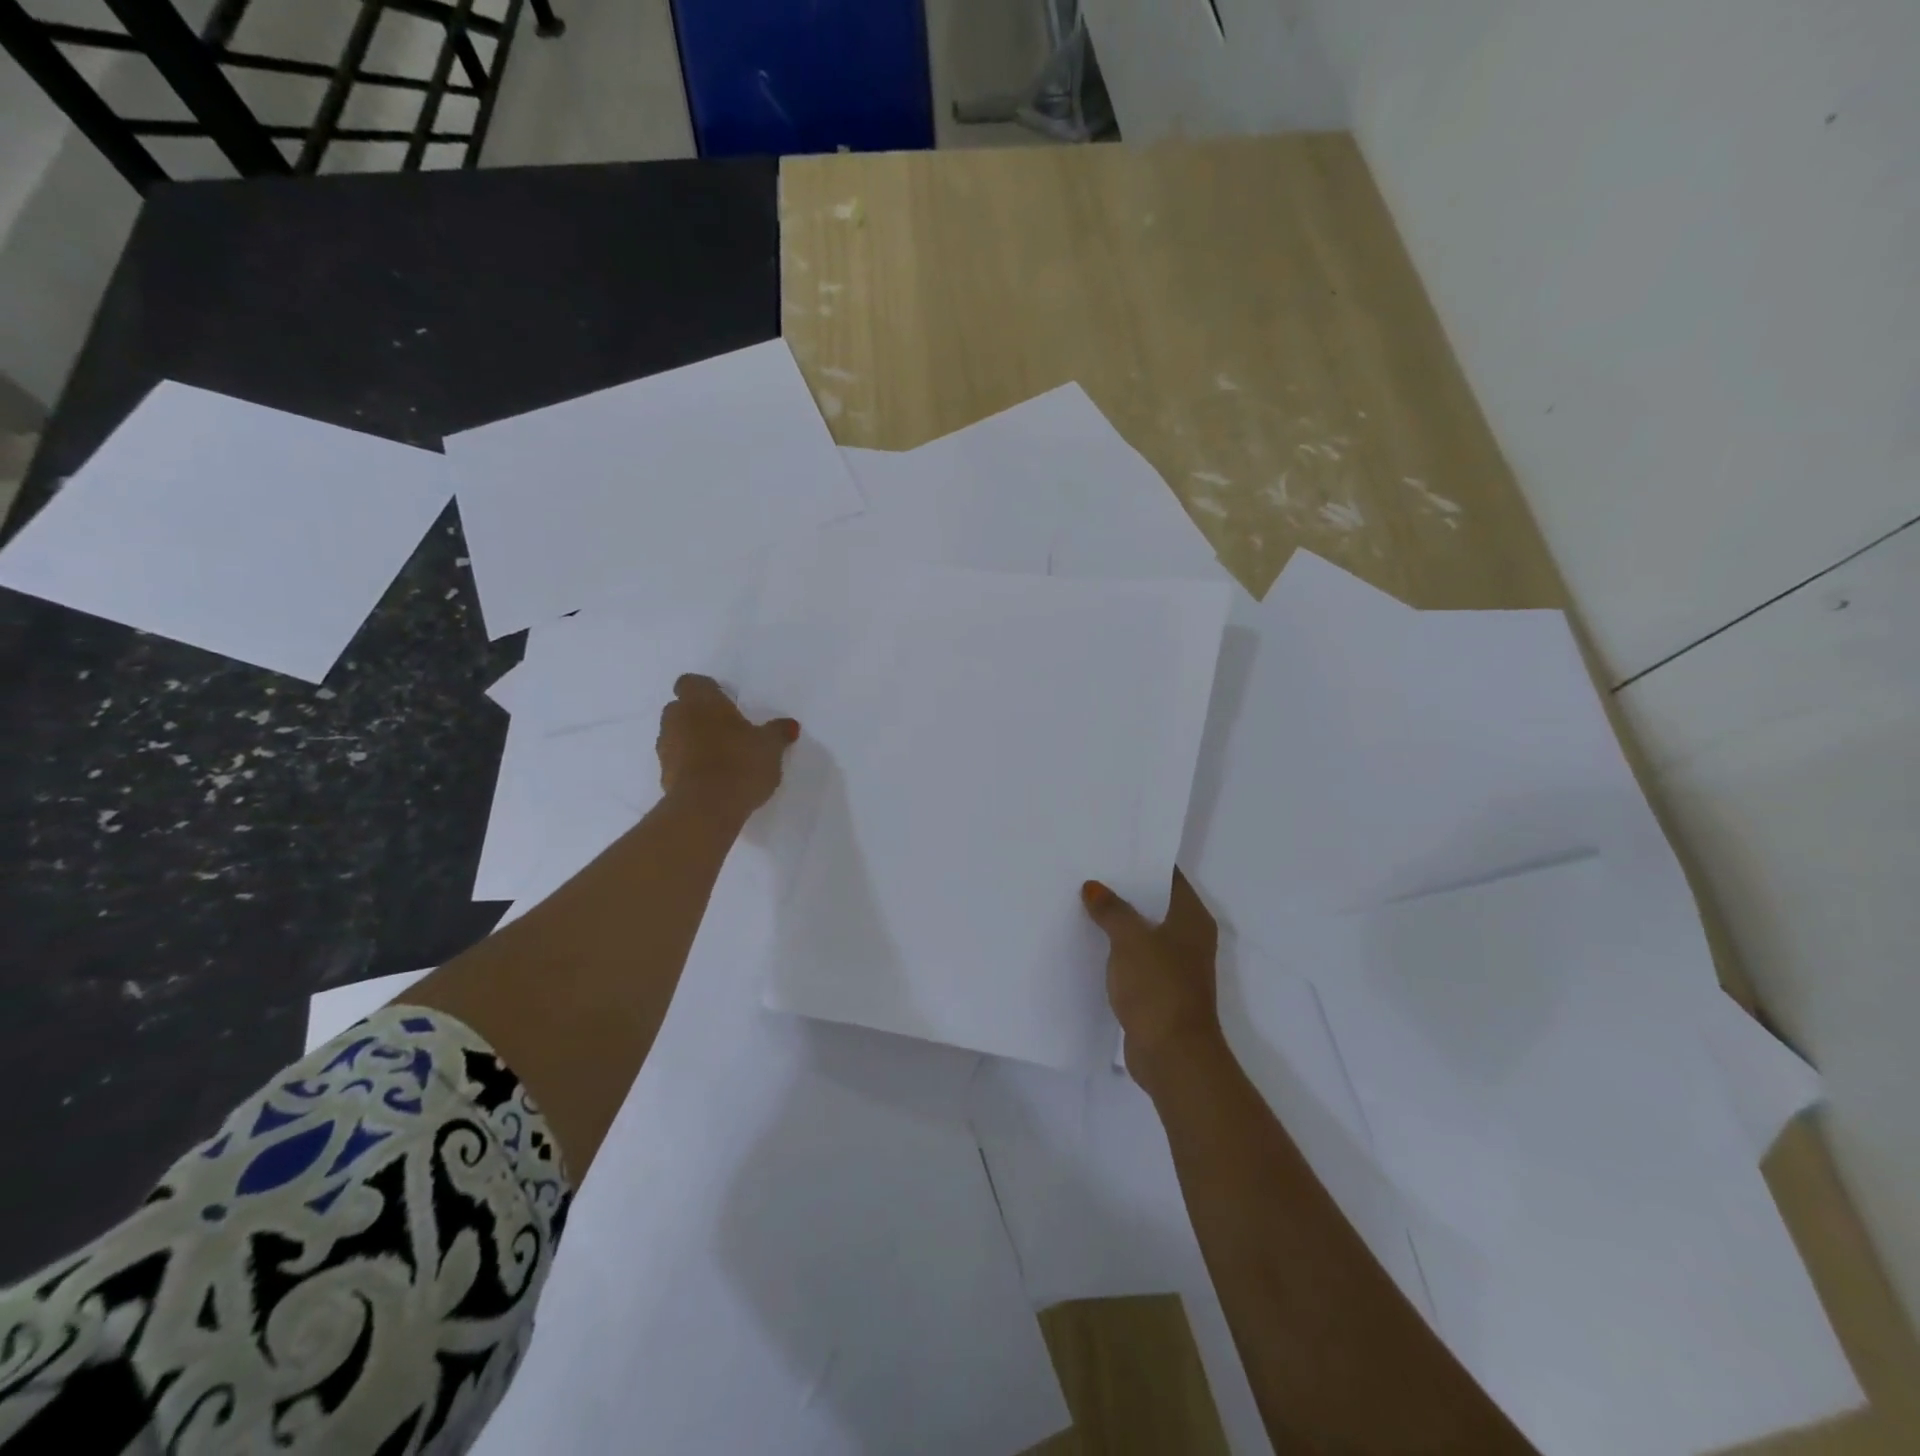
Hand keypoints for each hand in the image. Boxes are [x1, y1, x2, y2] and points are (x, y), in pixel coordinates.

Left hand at [657, 674, 798, 821]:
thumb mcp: (770, 746)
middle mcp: (677, 718)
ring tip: (721, 756)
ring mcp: (666, 748)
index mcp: (701, 701)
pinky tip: (713, 779)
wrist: (706, 809)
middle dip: (699, 715)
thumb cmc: (740, 763)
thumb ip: (778, 732)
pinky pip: (677, 762)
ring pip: (677, 735)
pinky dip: (690, 766)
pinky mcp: (663, 776)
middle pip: (681, 708)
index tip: (725, 702)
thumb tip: (789, 725)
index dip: (707, 690)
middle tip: (726, 729)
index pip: (691, 682)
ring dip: (692, 741)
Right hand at [1082, 869, 1224, 1086]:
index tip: (1112, 848)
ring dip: (1119, 921)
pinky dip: (1117, 950)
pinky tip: (1090, 943)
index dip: (1143, 860)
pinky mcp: (1160, 990)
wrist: (1172, 1055)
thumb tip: (1093, 886)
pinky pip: (1135, 959)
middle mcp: (1189, 938)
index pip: (1169, 877)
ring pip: (1143, 932)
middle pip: (1155, 903)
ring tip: (1083, 902)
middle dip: (1125, 890)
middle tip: (1089, 871)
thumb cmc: (1159, 987)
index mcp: (1192, 918)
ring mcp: (1176, 966)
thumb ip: (1112, 910)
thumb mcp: (1130, 940)